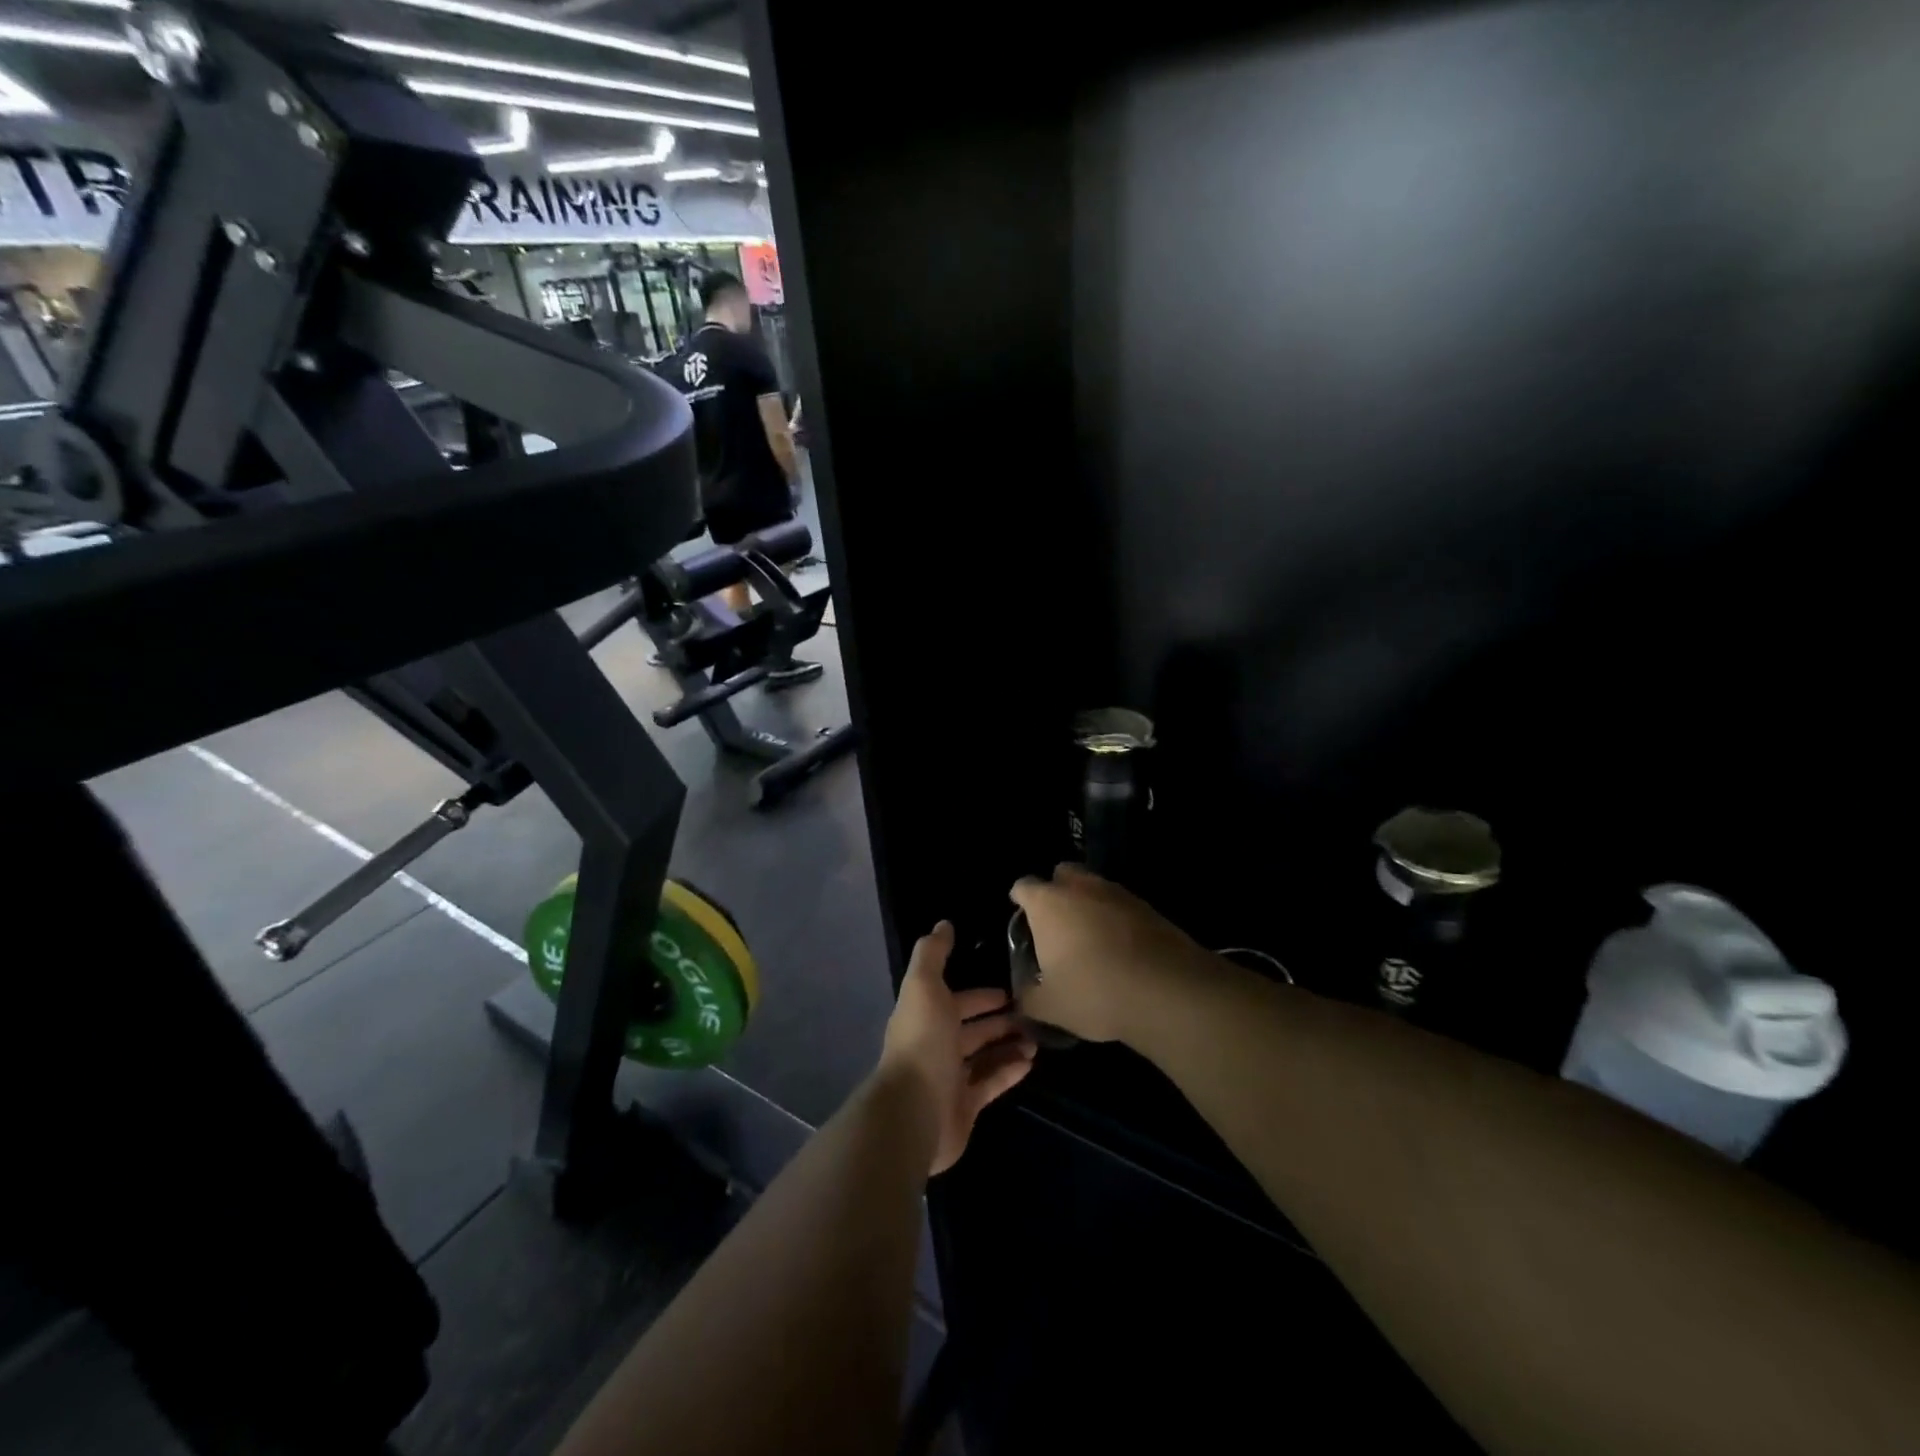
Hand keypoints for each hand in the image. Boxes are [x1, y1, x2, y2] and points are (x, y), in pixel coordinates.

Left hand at [878, 921, 1035, 1174]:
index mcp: (926, 1016)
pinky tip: (1030, 1062)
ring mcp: (950, 1079)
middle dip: (1000, 1020)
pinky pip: (991, 1084)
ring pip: (985, 1057)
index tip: (1009, 991)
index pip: (957, 1001)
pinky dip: (1010, 1072)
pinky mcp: (965, 1107)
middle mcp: (936, 1045)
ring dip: (1009, 1045)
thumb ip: (933, 954)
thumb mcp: (924, 986)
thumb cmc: (922, 1042)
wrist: (914, 1111)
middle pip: (973, 1030)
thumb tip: (944, 923)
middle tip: (1032, 1014)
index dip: (981, 995)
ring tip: (1036, 1039)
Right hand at [1009, 864, 1213, 1042]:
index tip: (1021, 918)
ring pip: (1095, 887)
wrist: (1167, 991)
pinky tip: (1121, 948)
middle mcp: (1080, 887)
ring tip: (1090, 938)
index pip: (1023, 886)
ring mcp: (1117, 893)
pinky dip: (1117, 919)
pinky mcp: (1148, 906)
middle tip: (1057, 924)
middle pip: (1062, 874)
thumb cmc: (1095, 992)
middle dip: (1057, 891)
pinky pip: (1122, 905)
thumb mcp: (1050, 1006)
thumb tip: (1020, 998)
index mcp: (1048, 903)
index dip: (1020, 900)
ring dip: (1089, 904)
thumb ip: (1028, 998)